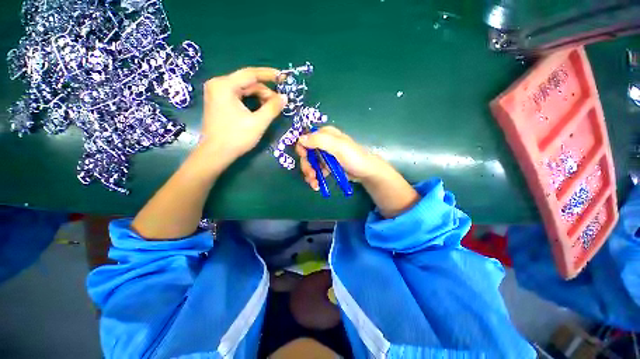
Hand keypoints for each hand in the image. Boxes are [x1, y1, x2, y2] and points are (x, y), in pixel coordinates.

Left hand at [199, 67, 287, 159]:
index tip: (284, 77)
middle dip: (265, 92)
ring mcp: (217, 93)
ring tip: (271, 109)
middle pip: (248, 82)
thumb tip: (285, 98)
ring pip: (244, 90)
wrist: (216, 154)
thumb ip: (272, 108)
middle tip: (279, 103)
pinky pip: (239, 96)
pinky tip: (260, 109)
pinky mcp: (218, 102)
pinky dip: (251, 101)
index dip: (269, 74)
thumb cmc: (236, 137)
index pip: (251, 73)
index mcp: (225, 85)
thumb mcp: (258, 123)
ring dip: (260, 97)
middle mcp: (219, 85)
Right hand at [295, 126, 385, 190]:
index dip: (302, 148)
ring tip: (315, 184)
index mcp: (325, 134)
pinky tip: (317, 185)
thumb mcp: (338, 147)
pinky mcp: (327, 165)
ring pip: (310, 163)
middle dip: (307, 165)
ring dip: (310, 174)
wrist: (365, 172)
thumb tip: (301, 139)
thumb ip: (319, 141)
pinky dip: (315, 178)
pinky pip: (316, 170)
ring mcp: (325, 155)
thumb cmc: (353, 157)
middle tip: (311, 175)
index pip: (306, 138)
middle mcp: (323, 143)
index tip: (305, 158)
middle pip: (306, 153)